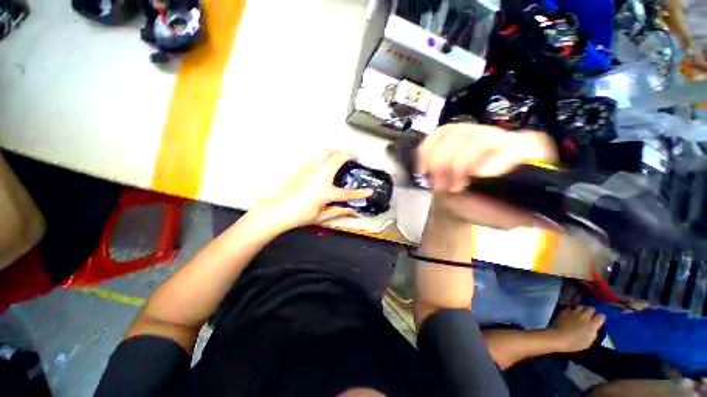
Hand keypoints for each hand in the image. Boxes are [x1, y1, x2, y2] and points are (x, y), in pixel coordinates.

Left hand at [249, 150, 372, 232]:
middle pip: (337, 158)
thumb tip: (353, 211)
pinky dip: (325, 154)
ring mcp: (309, 169)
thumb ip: (339, 211)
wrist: (276, 210)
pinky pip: (316, 155)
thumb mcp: (321, 216)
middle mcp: (319, 176)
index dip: (361, 193)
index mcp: (325, 192)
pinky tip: (326, 160)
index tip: (370, 191)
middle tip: (354, 158)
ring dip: (336, 151)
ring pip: (325, 151)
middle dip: (348, 155)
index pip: (348, 192)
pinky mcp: (302, 167)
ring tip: (340, 155)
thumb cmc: (299, 216)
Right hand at [417, 124, 557, 228]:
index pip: (529, 144)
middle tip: (451, 186)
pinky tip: (425, 169)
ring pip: (454, 134)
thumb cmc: (483, 208)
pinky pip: (436, 136)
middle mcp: (501, 139)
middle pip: (480, 136)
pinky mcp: (451, 133)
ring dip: (438, 161)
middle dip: (458, 163)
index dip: (503, 156)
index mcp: (524, 159)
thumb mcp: (504, 218)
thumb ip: (520, 214)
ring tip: (438, 182)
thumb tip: (547, 217)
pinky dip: (426, 153)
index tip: (477, 175)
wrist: (459, 200)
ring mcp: (473, 133)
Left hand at [552, 306, 605, 352]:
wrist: (559, 337)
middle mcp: (584, 316)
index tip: (599, 319)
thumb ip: (593, 333)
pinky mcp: (565, 311)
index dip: (601, 317)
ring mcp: (574, 312)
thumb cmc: (575, 343)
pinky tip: (571, 313)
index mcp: (592, 324)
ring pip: (581, 306)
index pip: (601, 317)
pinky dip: (572, 310)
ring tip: (581, 312)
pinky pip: (571, 308)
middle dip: (592, 311)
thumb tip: (594, 328)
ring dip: (582, 309)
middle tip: (590, 314)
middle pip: (591, 309)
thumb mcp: (589, 342)